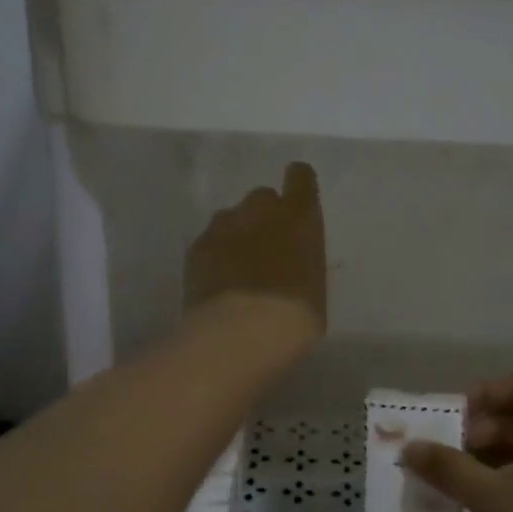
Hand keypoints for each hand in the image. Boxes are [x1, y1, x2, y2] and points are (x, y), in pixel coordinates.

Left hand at [184, 162, 326, 348]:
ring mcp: (223, 226)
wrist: (241, 334)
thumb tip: (292, 261)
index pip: (300, 177)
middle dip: (264, 217)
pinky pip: (209, 242)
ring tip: (237, 269)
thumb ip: (303, 260)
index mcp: (299, 216)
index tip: (297, 204)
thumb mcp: (316, 285)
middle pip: (262, 198)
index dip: (298, 187)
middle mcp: (260, 210)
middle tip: (266, 250)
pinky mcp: (196, 247)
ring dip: (236, 235)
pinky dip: (214, 256)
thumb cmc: (295, 316)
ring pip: (231, 219)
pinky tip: (216, 283)